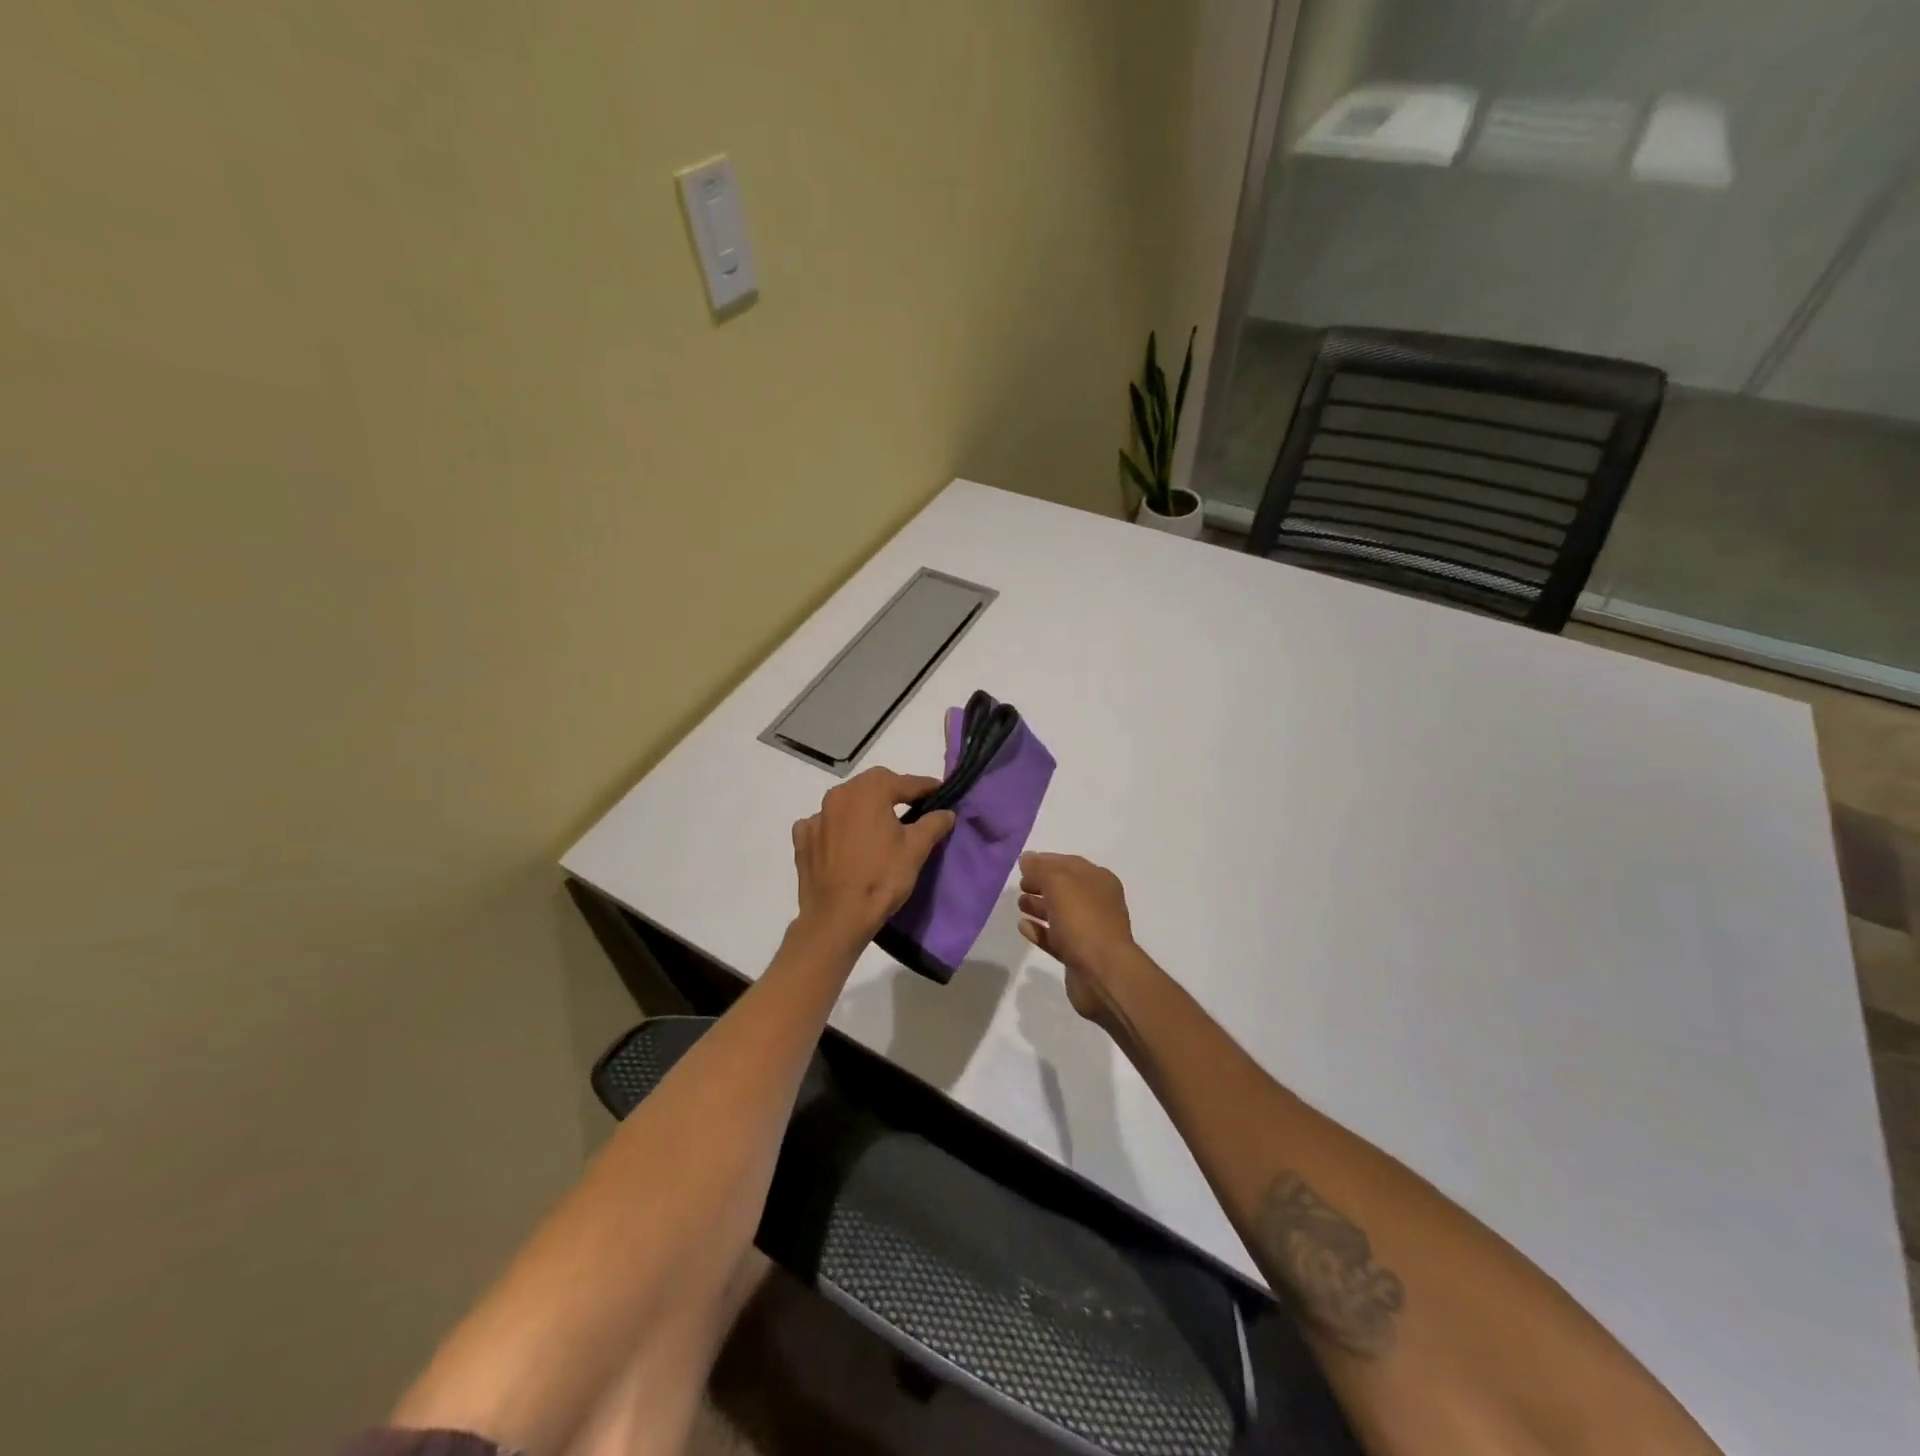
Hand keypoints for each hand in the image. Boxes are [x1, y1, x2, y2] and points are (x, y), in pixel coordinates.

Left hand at [791, 768, 955, 946]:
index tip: (941, 792)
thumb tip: (946, 812)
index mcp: (868, 791)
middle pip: (872, 786)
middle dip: (894, 792)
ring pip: (846, 804)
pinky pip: (823, 825)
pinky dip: (836, 828)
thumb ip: (933, 824)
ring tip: (879, 826)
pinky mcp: (802, 840)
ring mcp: (816, 817)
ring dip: (864, 809)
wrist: (836, 919)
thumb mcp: (916, 850)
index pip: (905, 782)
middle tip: (913, 807)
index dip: (926, 787)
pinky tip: (844, 842)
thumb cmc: (881, 878)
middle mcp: (838, 795)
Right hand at [1016, 852, 1147, 1033]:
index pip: (1069, 863)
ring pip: (1059, 913)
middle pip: (1064, 888)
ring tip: (1019, 904)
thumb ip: (1040, 869)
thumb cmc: (1083, 920)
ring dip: (1038, 906)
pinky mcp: (1078, 955)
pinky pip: (1055, 937)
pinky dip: (1039, 930)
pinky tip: (1023, 927)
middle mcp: (1096, 903)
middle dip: (1040, 884)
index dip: (1045, 861)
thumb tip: (1026, 858)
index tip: (1022, 864)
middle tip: (1020, 885)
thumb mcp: (1059, 884)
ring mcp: (1088, 930)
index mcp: (1098, 880)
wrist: (1103, 974)